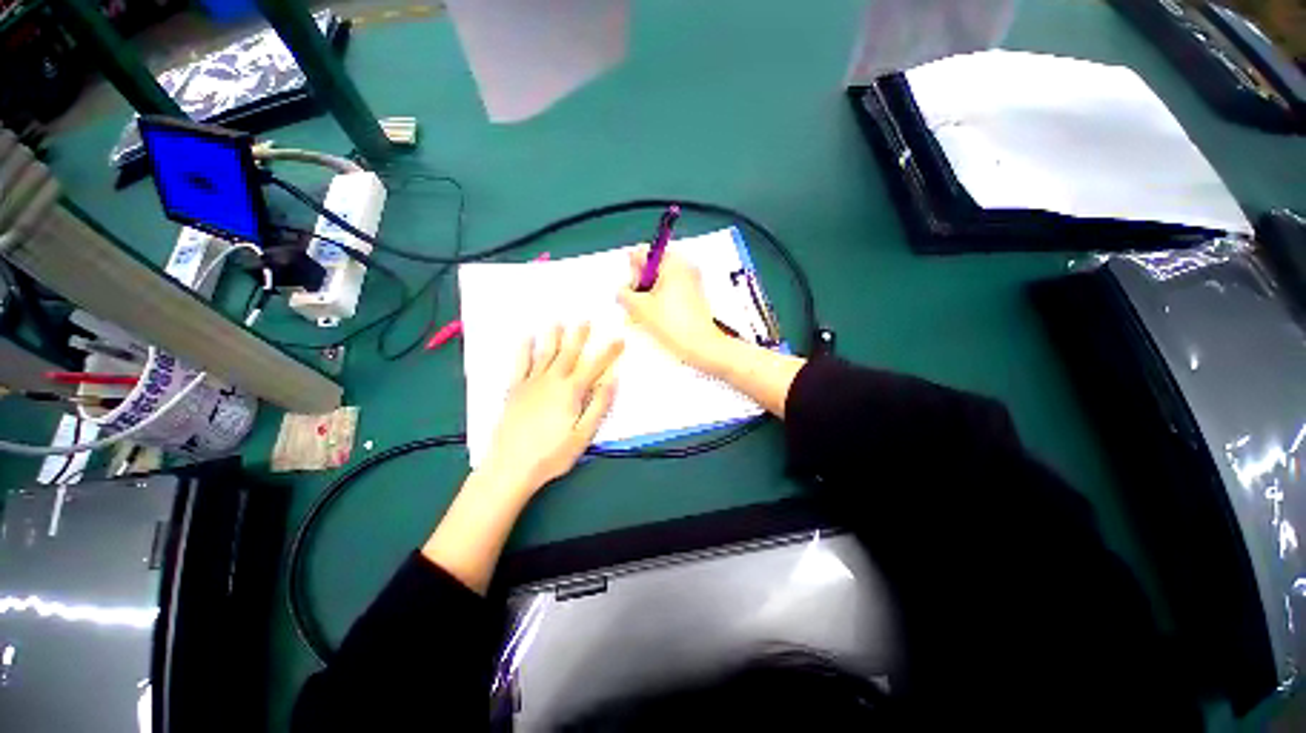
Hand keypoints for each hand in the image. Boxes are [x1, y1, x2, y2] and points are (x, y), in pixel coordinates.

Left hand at [480, 323, 623, 497]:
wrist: (511, 463)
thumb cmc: (551, 455)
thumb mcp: (583, 436)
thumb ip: (598, 407)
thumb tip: (613, 381)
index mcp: (571, 393)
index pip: (594, 367)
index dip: (608, 352)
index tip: (619, 339)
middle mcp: (551, 381)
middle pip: (568, 354)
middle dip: (579, 336)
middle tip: (586, 320)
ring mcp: (530, 383)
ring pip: (545, 353)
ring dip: (553, 336)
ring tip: (559, 321)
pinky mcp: (514, 390)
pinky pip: (520, 363)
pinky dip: (524, 349)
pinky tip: (527, 339)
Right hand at [617, 246, 728, 370]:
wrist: (702, 347)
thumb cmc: (673, 324)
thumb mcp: (639, 307)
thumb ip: (624, 294)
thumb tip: (622, 290)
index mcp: (672, 263)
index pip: (644, 253)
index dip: (632, 270)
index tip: (631, 288)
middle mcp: (684, 268)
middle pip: (653, 267)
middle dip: (640, 284)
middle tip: (635, 304)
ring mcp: (691, 282)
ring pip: (660, 282)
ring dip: (648, 296)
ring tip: (643, 316)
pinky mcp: (694, 297)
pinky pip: (671, 292)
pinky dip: (660, 302)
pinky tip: (654, 320)